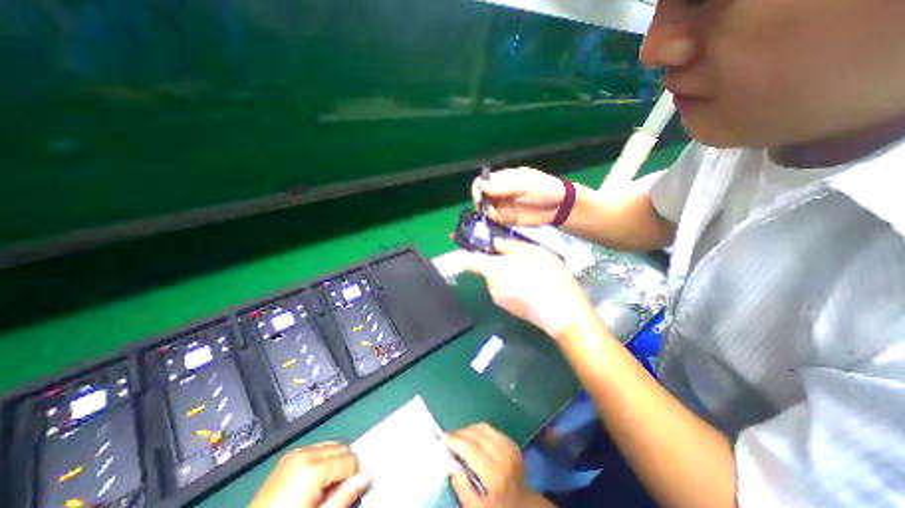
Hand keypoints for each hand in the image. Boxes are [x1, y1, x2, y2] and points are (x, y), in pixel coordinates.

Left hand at [246, 442, 371, 507]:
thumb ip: (345, 496)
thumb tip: (367, 478)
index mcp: (314, 467)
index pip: (350, 458)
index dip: (353, 476)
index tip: (345, 494)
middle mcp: (306, 453)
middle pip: (341, 448)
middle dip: (344, 466)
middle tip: (335, 493)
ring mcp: (294, 453)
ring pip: (330, 446)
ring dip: (333, 462)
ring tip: (323, 489)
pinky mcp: (287, 458)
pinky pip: (315, 449)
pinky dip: (320, 460)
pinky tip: (312, 482)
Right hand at [446, 422, 538, 507]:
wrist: (523, 507)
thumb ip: (462, 487)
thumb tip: (451, 463)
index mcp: (495, 476)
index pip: (471, 449)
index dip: (456, 441)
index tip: (444, 440)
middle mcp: (504, 458)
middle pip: (478, 435)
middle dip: (461, 433)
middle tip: (450, 437)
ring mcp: (510, 449)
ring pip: (485, 428)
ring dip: (470, 428)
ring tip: (460, 436)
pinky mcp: (513, 444)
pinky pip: (493, 430)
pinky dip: (480, 430)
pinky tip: (474, 437)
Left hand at [463, 238, 590, 340]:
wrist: (563, 314)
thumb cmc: (548, 277)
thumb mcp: (533, 252)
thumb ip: (510, 246)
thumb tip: (495, 245)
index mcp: (492, 270)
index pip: (467, 260)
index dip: (463, 251)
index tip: (463, 243)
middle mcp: (490, 286)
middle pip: (486, 269)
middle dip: (498, 261)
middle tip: (520, 256)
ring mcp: (498, 299)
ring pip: (497, 279)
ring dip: (507, 272)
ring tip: (531, 271)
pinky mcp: (508, 309)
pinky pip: (505, 289)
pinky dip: (513, 283)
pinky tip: (532, 284)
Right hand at [474, 166, 563, 224]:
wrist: (560, 208)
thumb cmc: (545, 190)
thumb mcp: (525, 184)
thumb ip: (502, 186)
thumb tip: (480, 186)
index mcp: (504, 179)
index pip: (483, 181)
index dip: (478, 187)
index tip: (479, 195)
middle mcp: (500, 192)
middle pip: (480, 195)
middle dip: (479, 201)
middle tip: (484, 207)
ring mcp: (502, 206)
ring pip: (484, 208)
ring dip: (485, 212)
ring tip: (495, 214)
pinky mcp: (506, 219)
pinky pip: (493, 220)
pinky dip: (491, 220)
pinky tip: (498, 220)